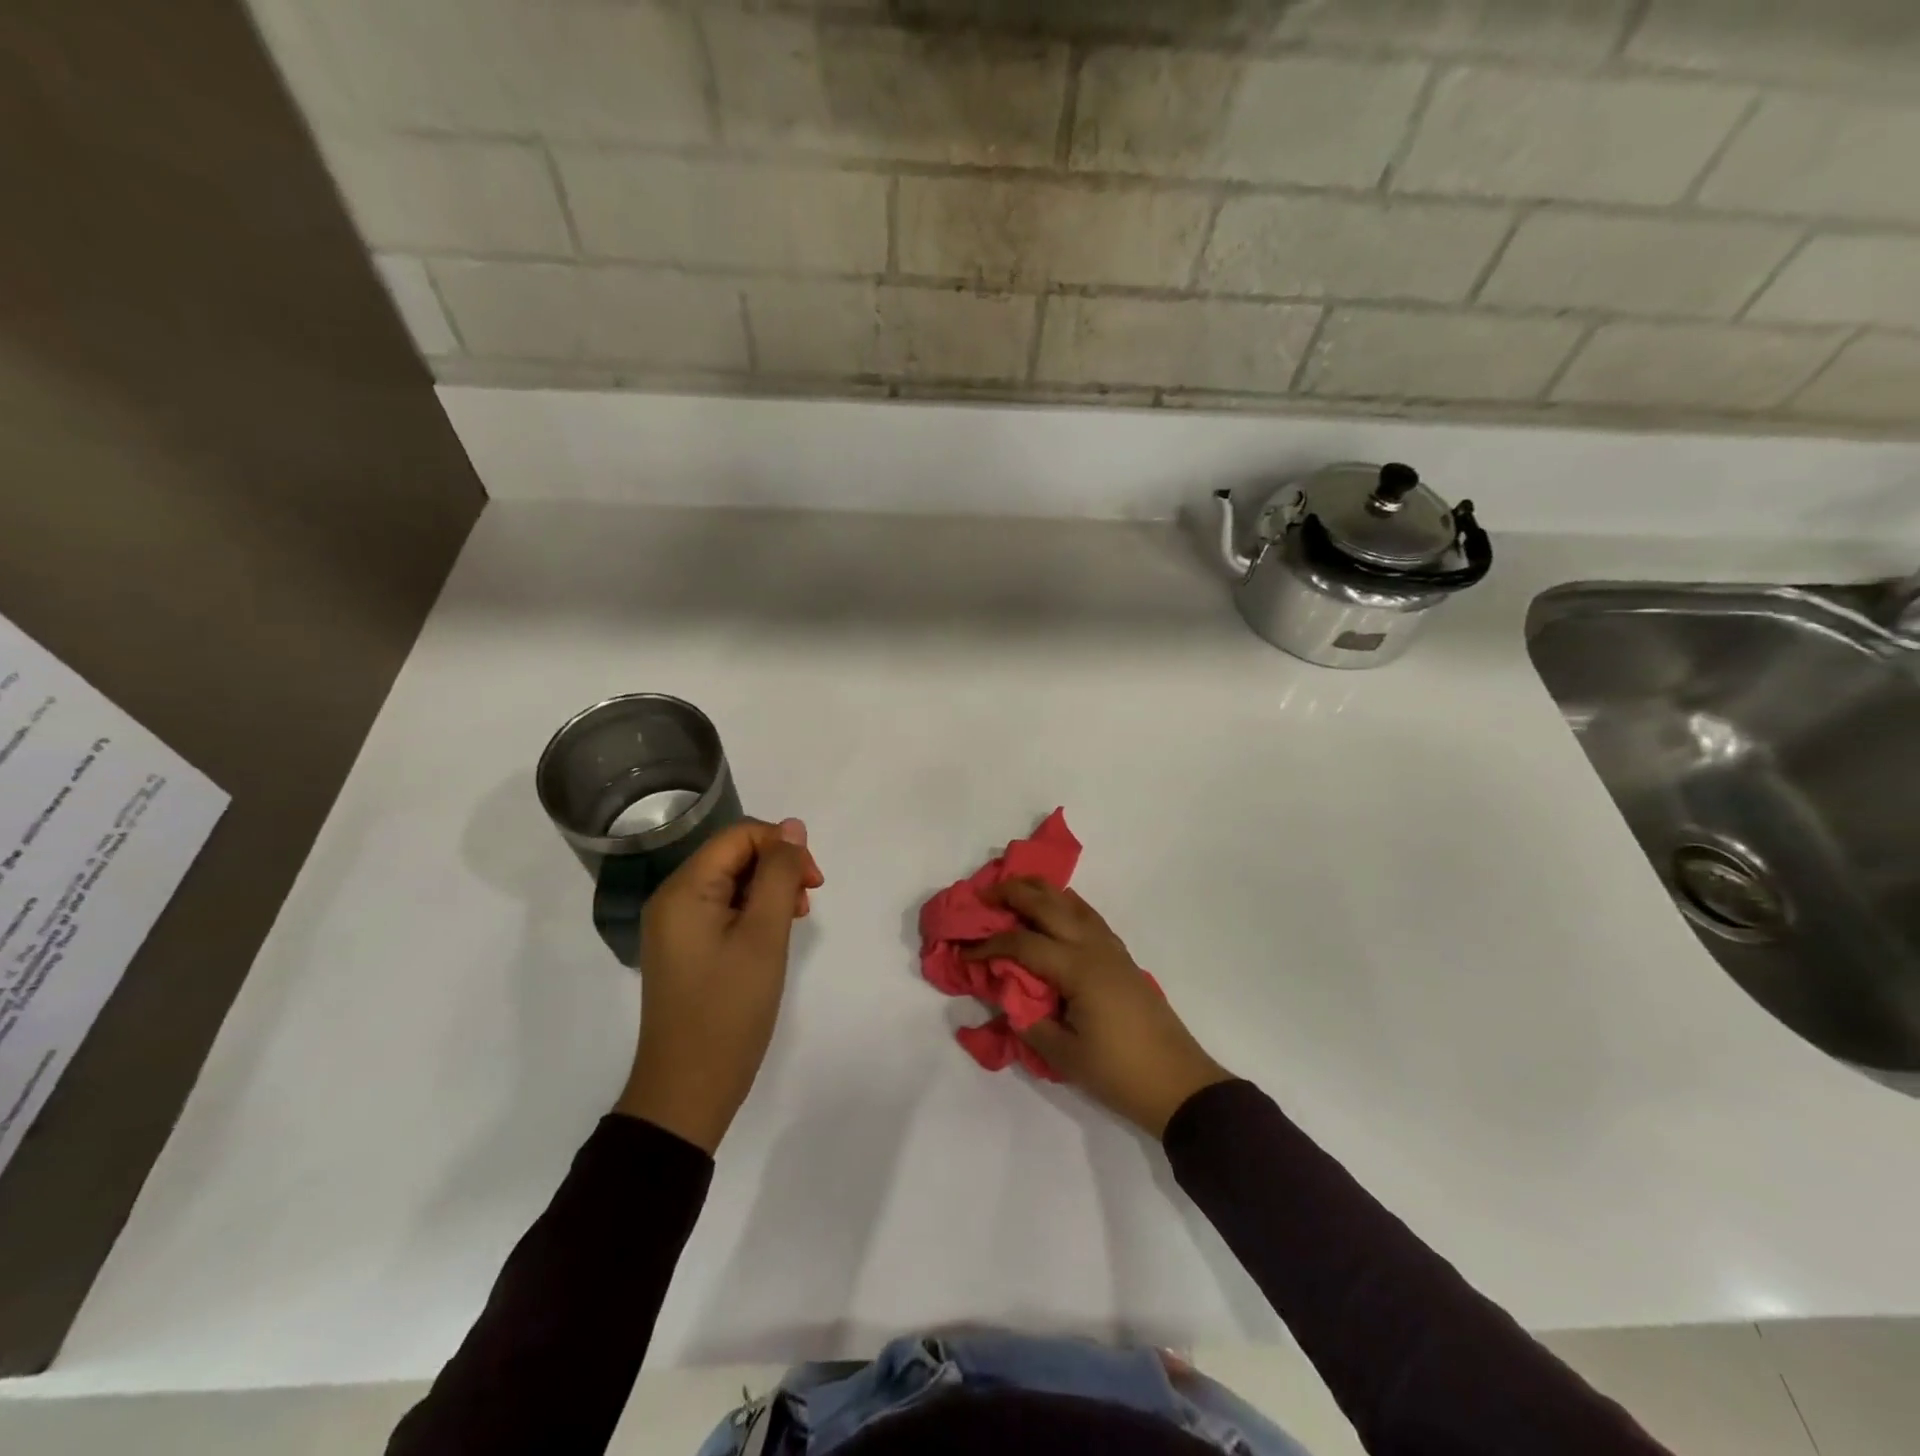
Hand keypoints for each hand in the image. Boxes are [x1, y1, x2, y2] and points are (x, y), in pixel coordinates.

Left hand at [615, 818, 823, 1153]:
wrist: (688, 1090)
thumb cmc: (729, 1009)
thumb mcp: (764, 935)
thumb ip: (779, 874)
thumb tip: (793, 827)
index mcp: (684, 889)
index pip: (739, 836)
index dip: (782, 846)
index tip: (814, 882)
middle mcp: (673, 899)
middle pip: (733, 855)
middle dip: (777, 868)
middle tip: (808, 903)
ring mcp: (675, 926)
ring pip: (731, 882)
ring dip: (769, 890)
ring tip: (795, 921)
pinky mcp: (684, 949)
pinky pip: (722, 910)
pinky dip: (752, 912)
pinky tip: (772, 936)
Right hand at [966, 879, 1231, 1137]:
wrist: (1178, 1083)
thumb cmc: (1119, 1072)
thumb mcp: (1064, 1055)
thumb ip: (1028, 1020)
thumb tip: (1005, 994)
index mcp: (1077, 968)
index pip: (1022, 943)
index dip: (989, 945)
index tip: (964, 953)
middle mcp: (1093, 946)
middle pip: (1048, 904)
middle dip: (1012, 893)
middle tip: (983, 895)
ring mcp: (1111, 948)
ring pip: (1071, 902)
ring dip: (1040, 891)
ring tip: (1014, 889)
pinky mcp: (1121, 956)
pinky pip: (1088, 915)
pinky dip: (1065, 903)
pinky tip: (1054, 909)